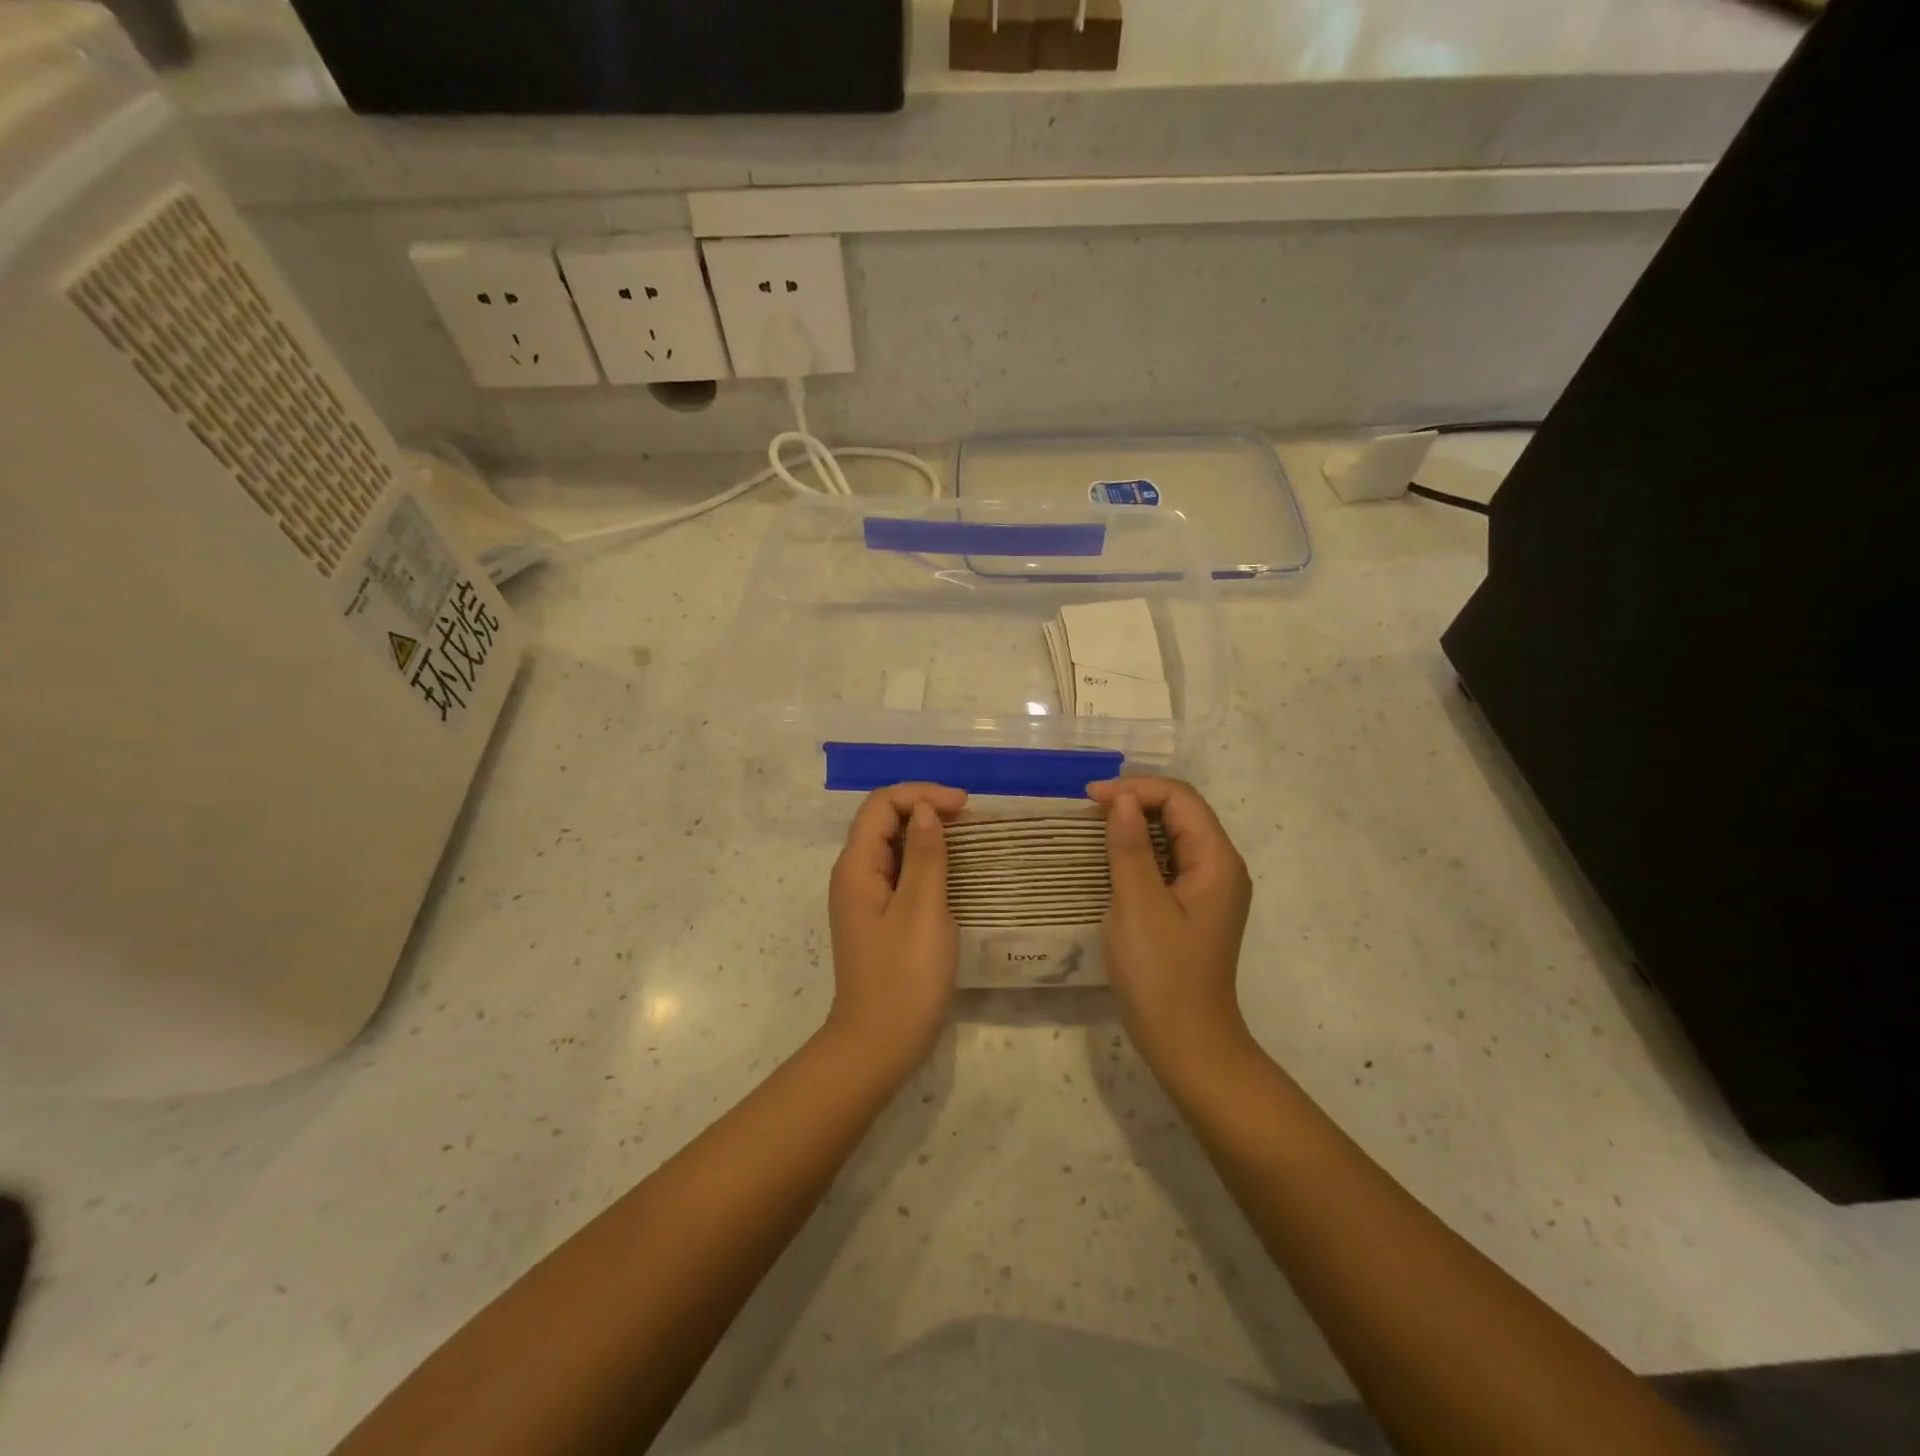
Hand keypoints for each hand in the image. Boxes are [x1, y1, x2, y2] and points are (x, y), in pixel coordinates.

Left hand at [825, 782, 967, 1085]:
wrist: (878, 1046)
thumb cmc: (904, 976)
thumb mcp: (922, 910)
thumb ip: (925, 855)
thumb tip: (926, 811)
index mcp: (857, 867)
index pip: (882, 805)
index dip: (922, 794)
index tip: (964, 805)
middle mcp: (855, 876)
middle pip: (885, 822)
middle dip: (927, 810)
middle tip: (972, 821)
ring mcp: (866, 899)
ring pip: (895, 848)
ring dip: (930, 836)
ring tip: (971, 841)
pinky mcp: (880, 919)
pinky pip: (902, 875)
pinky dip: (928, 863)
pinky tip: (955, 873)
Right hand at [1089, 777, 1253, 1082]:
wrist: (1186, 1043)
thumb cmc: (1160, 974)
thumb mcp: (1138, 905)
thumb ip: (1130, 847)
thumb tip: (1122, 799)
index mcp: (1216, 861)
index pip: (1181, 799)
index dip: (1136, 788)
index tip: (1090, 799)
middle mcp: (1220, 867)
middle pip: (1182, 812)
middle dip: (1136, 800)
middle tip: (1088, 809)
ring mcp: (1209, 889)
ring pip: (1174, 836)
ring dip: (1137, 824)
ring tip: (1095, 826)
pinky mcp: (1193, 907)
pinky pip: (1169, 862)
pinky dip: (1140, 850)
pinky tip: (1113, 858)